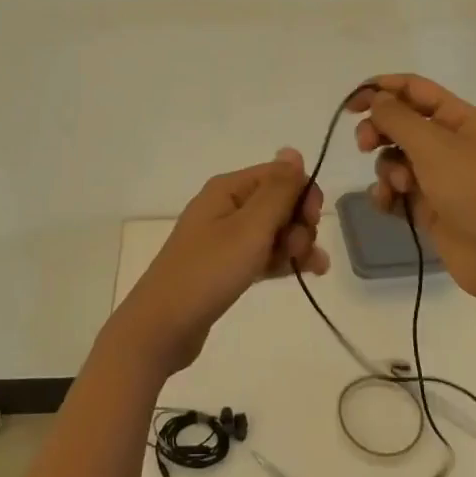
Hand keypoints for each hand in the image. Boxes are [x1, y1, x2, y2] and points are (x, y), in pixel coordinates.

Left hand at [106, 149, 328, 376]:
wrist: (163, 326)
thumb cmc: (209, 271)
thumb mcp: (250, 228)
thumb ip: (277, 190)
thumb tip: (293, 150)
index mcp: (228, 189)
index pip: (279, 175)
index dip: (302, 194)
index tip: (311, 222)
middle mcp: (226, 206)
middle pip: (279, 202)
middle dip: (299, 223)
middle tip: (298, 250)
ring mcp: (225, 237)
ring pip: (274, 230)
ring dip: (296, 244)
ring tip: (307, 268)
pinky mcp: (227, 265)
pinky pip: (263, 253)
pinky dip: (283, 260)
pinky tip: (305, 273)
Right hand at [348, 74, 475, 306]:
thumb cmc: (473, 190)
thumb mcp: (433, 145)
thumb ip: (397, 117)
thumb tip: (375, 98)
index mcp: (456, 117)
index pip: (412, 88)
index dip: (380, 89)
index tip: (351, 104)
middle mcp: (447, 141)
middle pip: (399, 122)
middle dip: (378, 131)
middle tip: (364, 146)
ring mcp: (438, 175)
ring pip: (394, 158)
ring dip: (386, 168)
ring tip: (398, 186)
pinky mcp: (428, 205)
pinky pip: (396, 189)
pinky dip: (387, 194)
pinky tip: (388, 204)